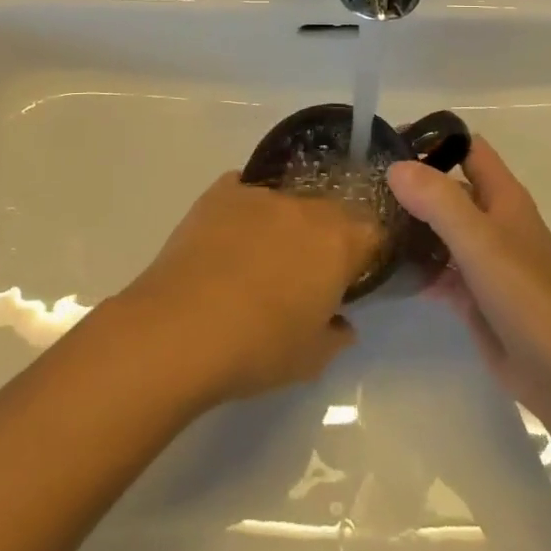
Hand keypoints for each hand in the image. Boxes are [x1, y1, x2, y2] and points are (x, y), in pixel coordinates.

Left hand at [117, 173, 380, 405]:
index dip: (365, 254)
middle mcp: (304, 208)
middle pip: (329, 212)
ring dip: (284, 224)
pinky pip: (243, 192)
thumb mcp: (310, 359)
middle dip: (325, 237)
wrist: (179, 329)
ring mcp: (259, 195)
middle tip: (306, 272)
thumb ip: (335, 335)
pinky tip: (228, 238)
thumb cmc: (257, 348)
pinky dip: (244, 210)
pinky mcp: (219, 194)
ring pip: (286, 202)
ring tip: (259, 259)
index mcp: (337, 243)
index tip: (351, 278)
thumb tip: (341, 323)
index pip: (372, 232)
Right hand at [388, 139, 550, 429]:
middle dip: (411, 184)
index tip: (387, 143)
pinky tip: (383, 269)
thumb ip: (439, 200)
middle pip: (448, 189)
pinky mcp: (475, 297)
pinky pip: (438, 271)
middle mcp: (493, 222)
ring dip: (409, 225)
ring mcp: (484, 261)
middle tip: (362, 186)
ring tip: (363, 223)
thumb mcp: (481, 240)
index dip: (432, 138)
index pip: (467, 149)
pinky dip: (415, 266)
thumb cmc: (528, 296)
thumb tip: (395, 167)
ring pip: (440, 230)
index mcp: (502, 197)